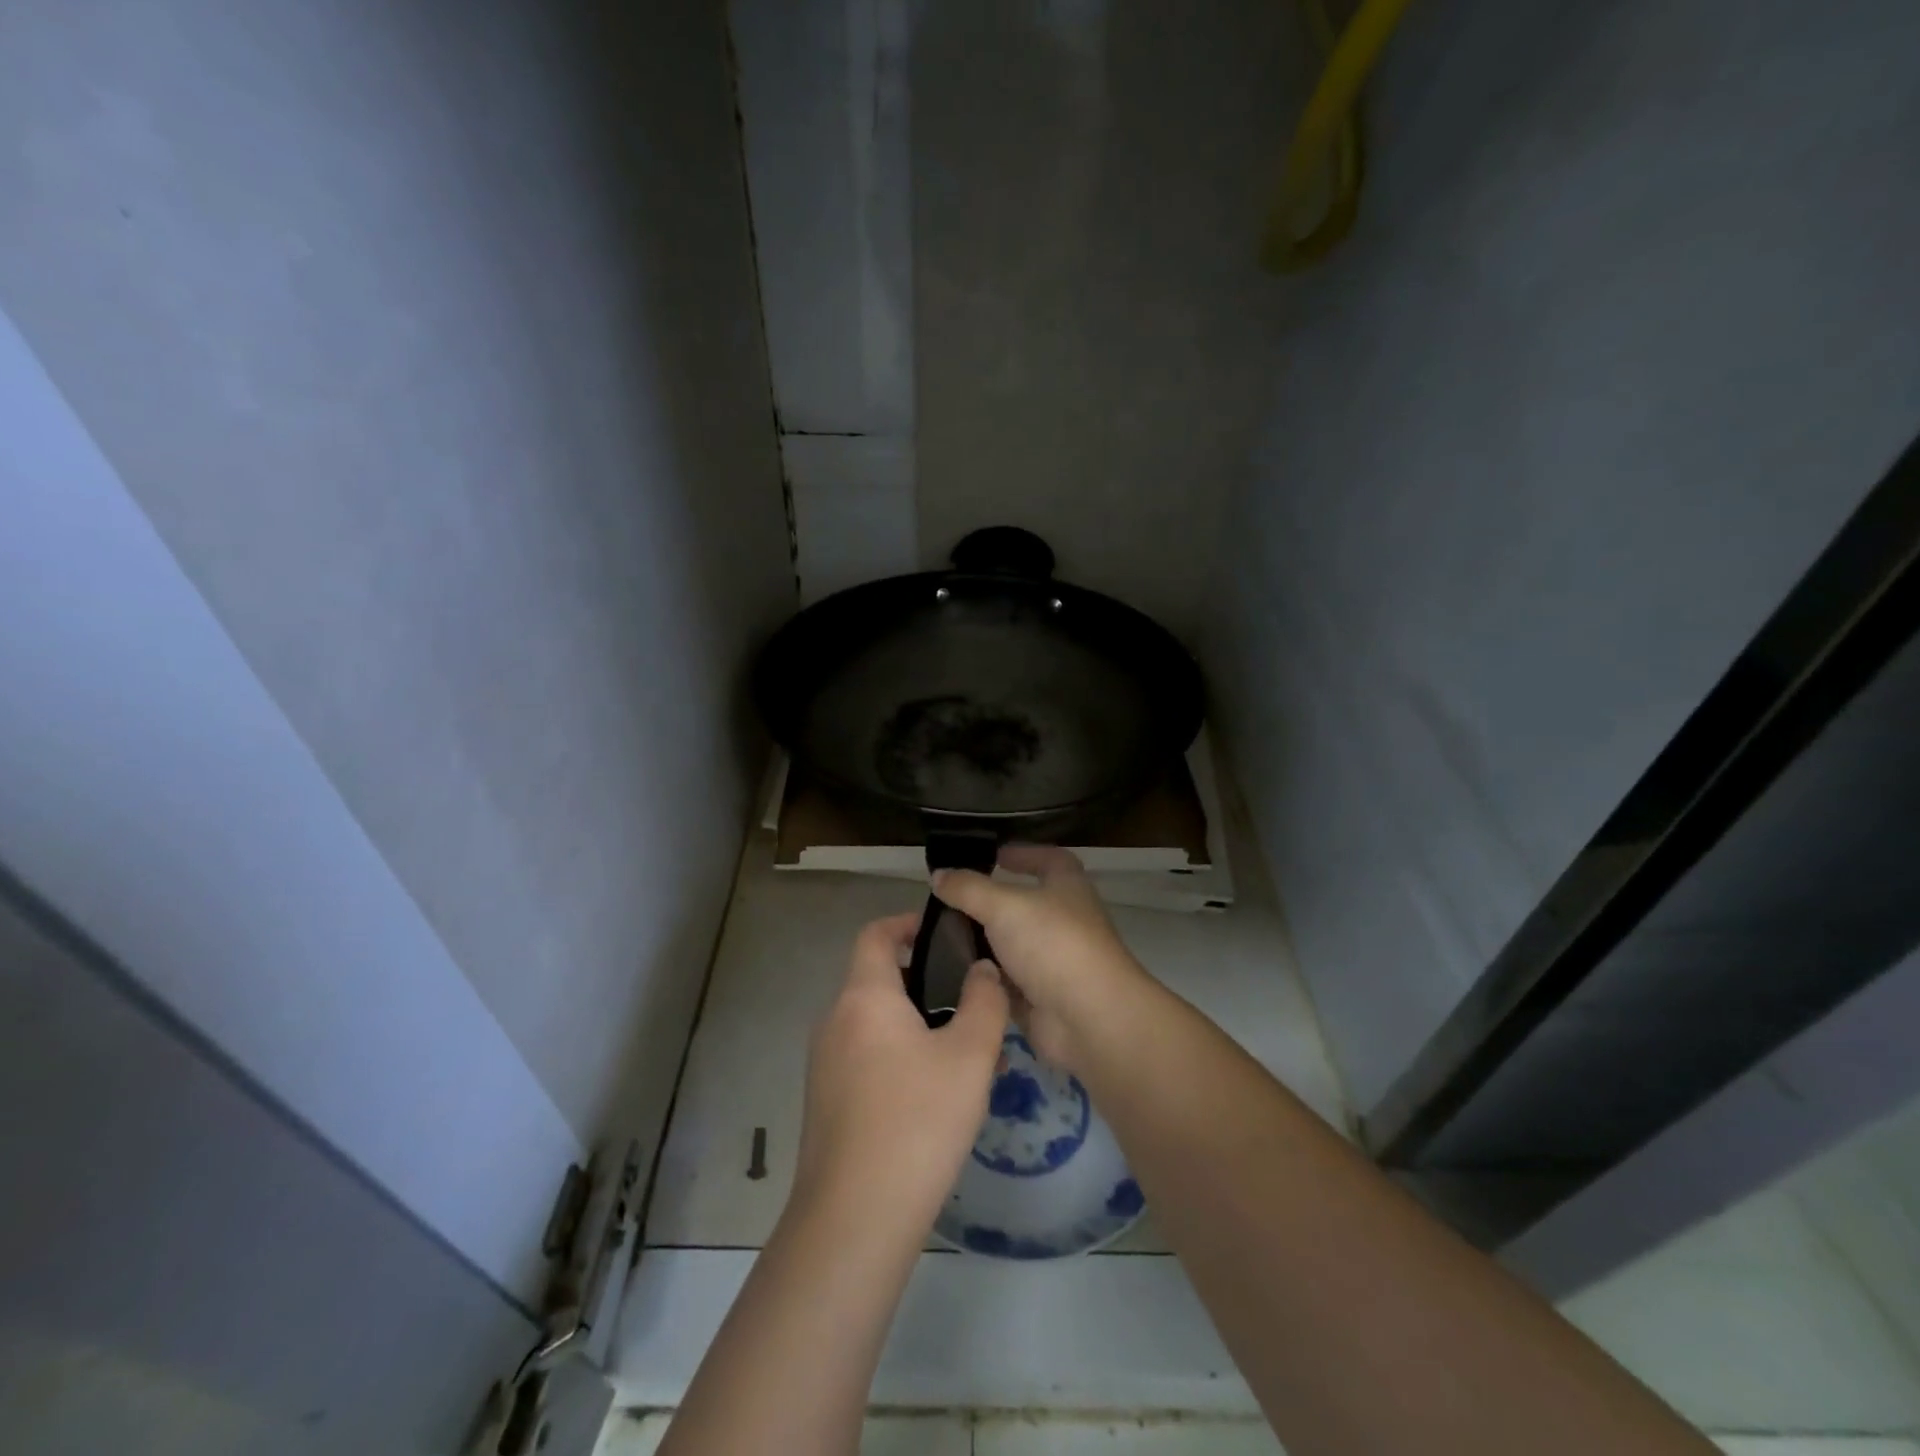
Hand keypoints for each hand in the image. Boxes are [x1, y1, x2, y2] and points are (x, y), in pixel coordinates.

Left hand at [790, 911, 1009, 1241]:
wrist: (854, 1218)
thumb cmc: (917, 1121)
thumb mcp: (970, 1056)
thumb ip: (984, 1001)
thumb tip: (983, 968)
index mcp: (864, 997)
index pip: (876, 934)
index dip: (907, 923)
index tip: (945, 933)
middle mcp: (835, 1020)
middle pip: (877, 978)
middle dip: (923, 980)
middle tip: (969, 999)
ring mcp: (824, 1062)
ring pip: (874, 1022)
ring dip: (915, 1023)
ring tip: (963, 1050)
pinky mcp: (824, 1100)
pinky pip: (865, 1056)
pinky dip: (898, 1054)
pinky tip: (935, 1093)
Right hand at [931, 845, 1150, 1072]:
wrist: (1088, 1019)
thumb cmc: (1053, 944)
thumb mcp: (1004, 906)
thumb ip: (968, 888)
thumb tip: (939, 874)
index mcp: (1067, 887)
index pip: (1049, 859)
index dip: (1024, 853)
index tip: (993, 855)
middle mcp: (1063, 920)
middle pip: (1022, 904)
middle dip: (988, 902)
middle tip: (948, 900)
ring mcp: (1052, 961)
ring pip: (1010, 945)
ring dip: (981, 941)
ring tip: (938, 935)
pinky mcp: (1039, 997)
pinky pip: (1004, 981)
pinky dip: (983, 977)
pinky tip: (950, 972)